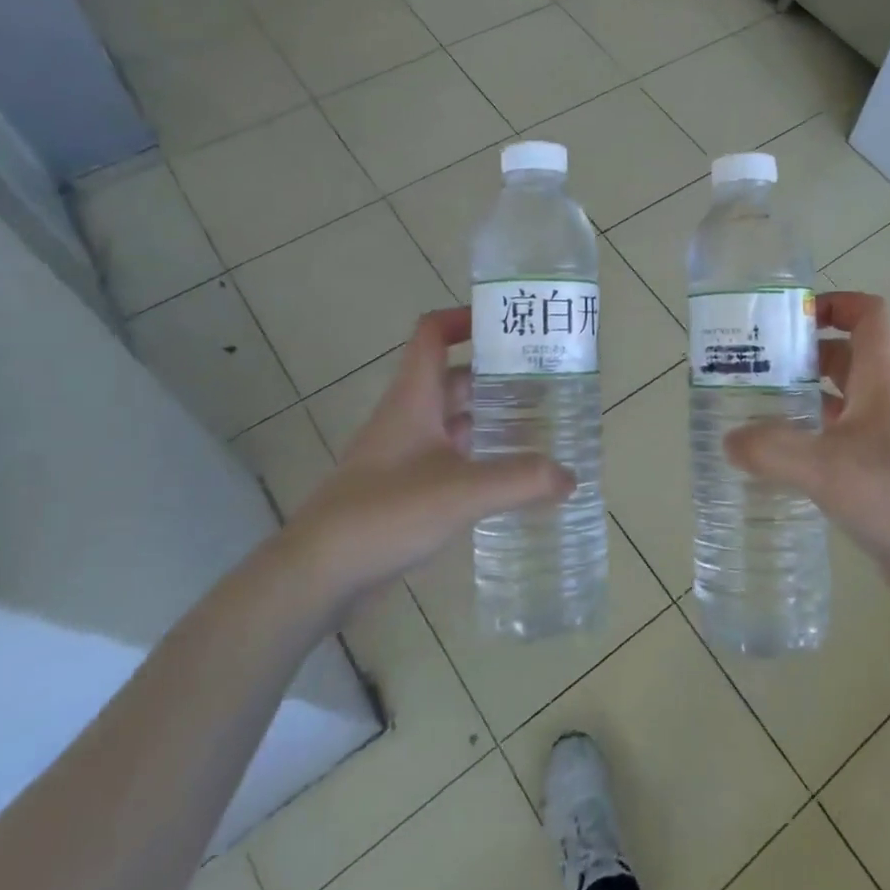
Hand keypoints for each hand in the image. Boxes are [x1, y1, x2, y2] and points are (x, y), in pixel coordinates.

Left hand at [275, 309, 573, 608]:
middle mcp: (409, 416)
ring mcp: (405, 453)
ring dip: (492, 418)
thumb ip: (520, 480)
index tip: (510, 325)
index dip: (466, 318)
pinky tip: (510, 477)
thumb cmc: (386, 512)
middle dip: (499, 376)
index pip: (434, 333)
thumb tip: (570, 476)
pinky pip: (450, 457)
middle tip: (548, 383)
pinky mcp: (405, 487)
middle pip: (455, 378)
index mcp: (414, 397)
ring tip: (541, 427)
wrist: (319, 571)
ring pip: (455, 420)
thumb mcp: (461, 492)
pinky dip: (481, 457)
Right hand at [724, 292, 889, 617]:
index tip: (787, 318)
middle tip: (752, 369)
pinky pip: (838, 446)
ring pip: (839, 405)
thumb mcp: (827, 469)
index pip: (869, 317)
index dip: (834, 304)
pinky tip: (778, 464)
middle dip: (800, 356)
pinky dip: (809, 444)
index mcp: (881, 384)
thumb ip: (772, 451)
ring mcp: (885, 444)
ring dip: (801, 401)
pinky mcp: (881, 479)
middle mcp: (885, 405)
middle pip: (845, 359)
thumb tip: (729, 441)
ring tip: (752, 413)